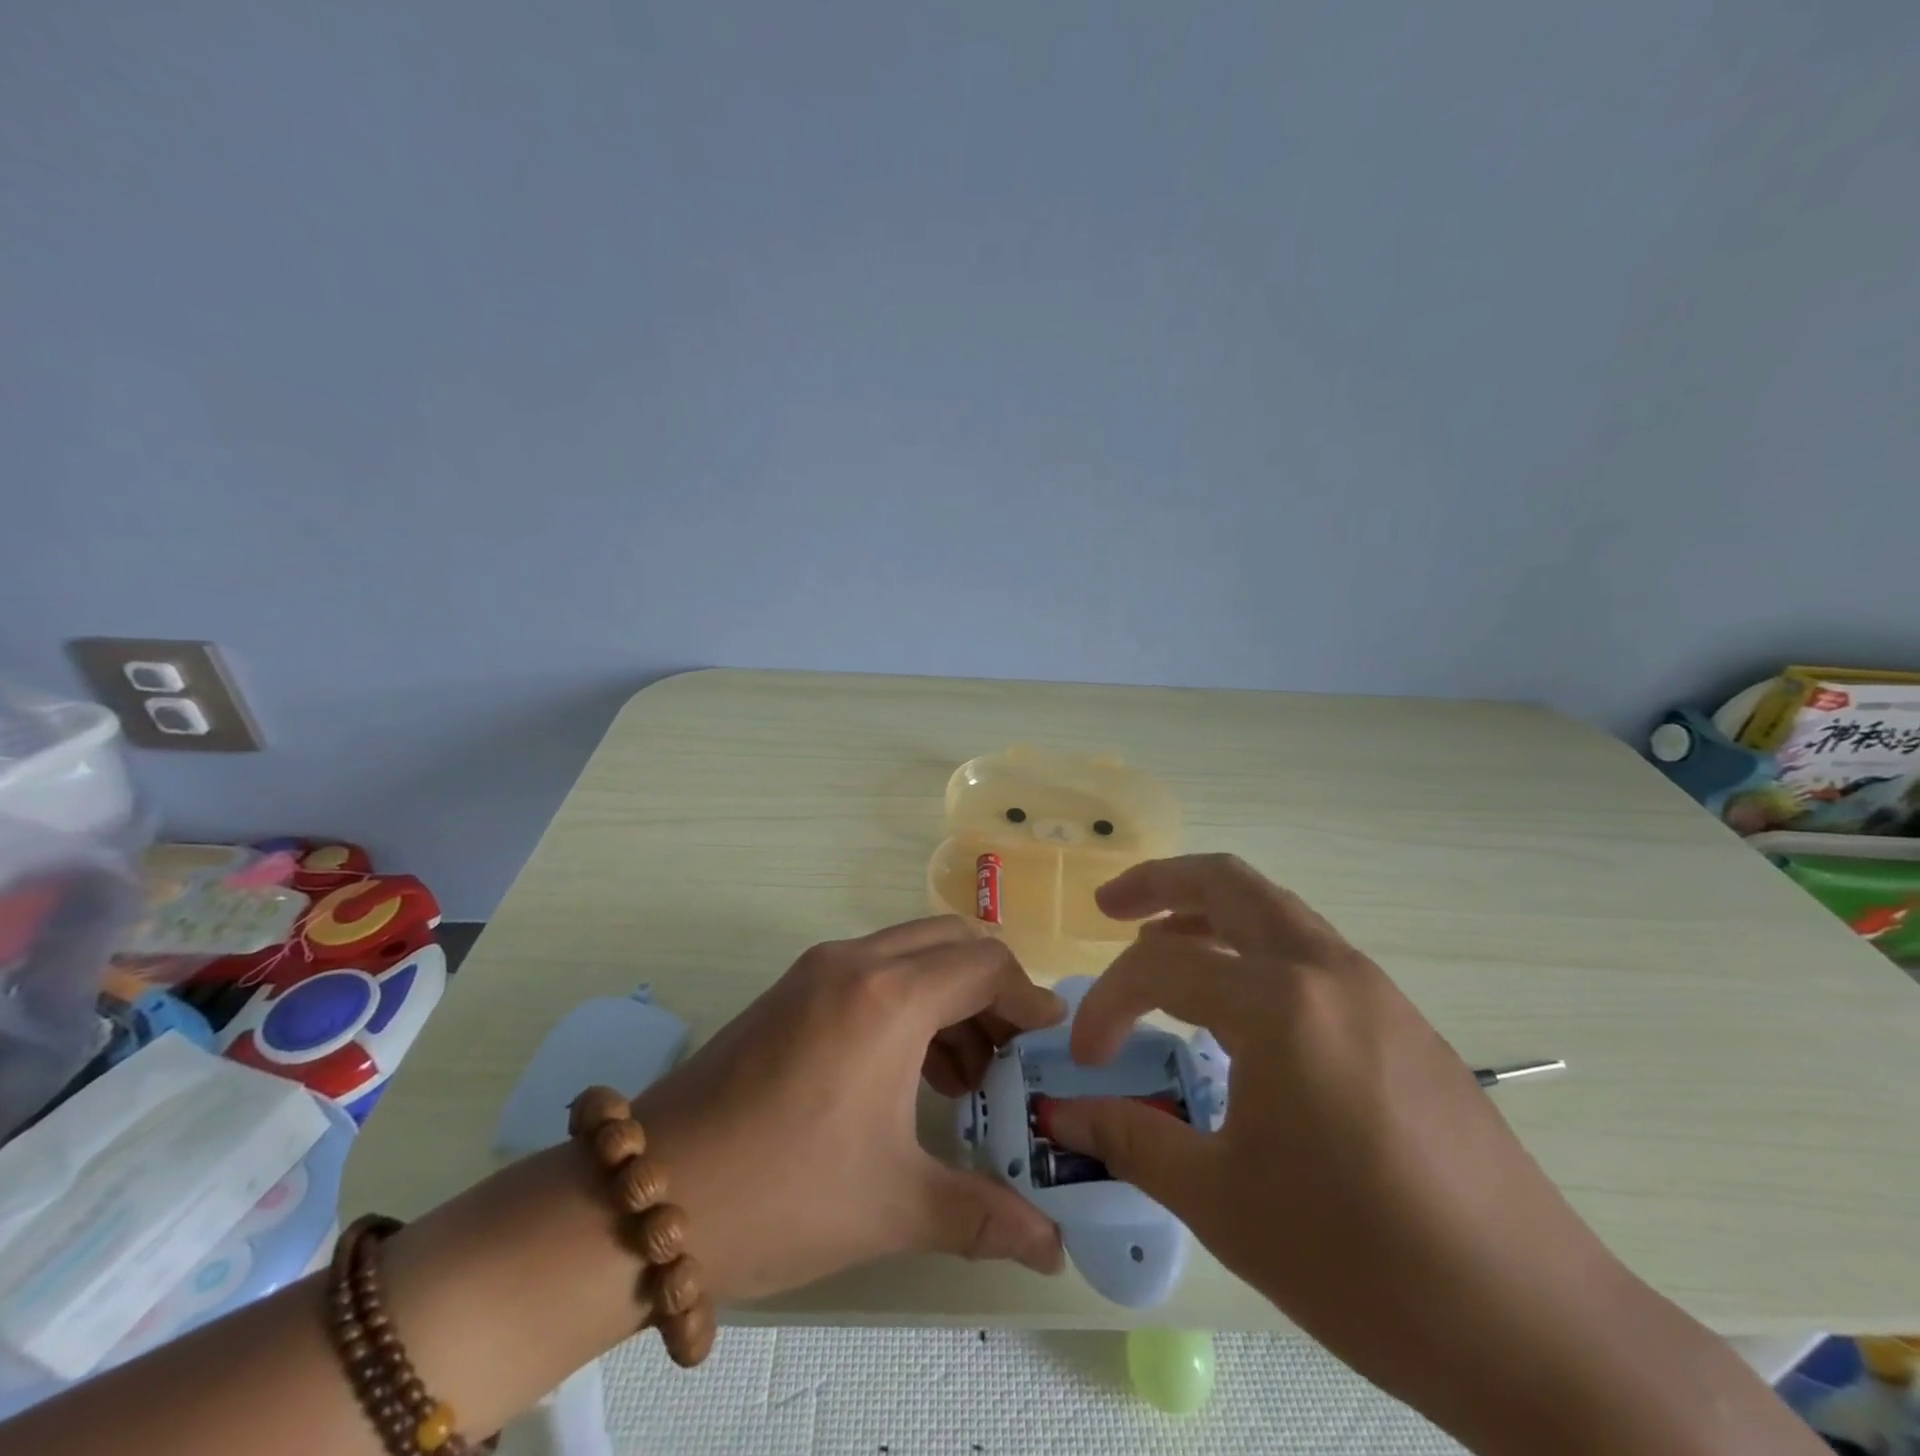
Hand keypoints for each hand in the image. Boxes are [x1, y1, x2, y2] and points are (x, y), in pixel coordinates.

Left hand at [631, 916, 1066, 1303]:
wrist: (653, 1194)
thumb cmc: (785, 1193)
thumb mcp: (894, 1205)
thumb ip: (986, 1216)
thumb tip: (1054, 1250)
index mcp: (889, 998)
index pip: (985, 964)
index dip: (1027, 996)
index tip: (1047, 1037)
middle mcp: (855, 962)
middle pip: (951, 941)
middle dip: (991, 988)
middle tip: (1006, 1053)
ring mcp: (817, 969)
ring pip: (911, 950)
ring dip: (948, 993)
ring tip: (961, 1072)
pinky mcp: (792, 987)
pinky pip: (873, 968)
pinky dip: (908, 997)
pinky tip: (908, 1068)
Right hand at [1047, 856, 1622, 1417]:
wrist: (1539, 1331)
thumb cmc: (1362, 1263)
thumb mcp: (1223, 1203)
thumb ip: (1132, 1140)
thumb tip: (1065, 1117)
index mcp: (1279, 1004)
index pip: (1161, 968)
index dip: (1108, 1004)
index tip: (1087, 1058)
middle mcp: (1327, 971)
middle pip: (1228, 882)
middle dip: (1159, 883)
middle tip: (1109, 907)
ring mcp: (1374, 989)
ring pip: (1273, 909)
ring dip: (1210, 912)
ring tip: (1163, 945)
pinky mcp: (1402, 1020)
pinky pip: (1308, 951)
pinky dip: (1254, 949)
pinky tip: (1238, 1008)